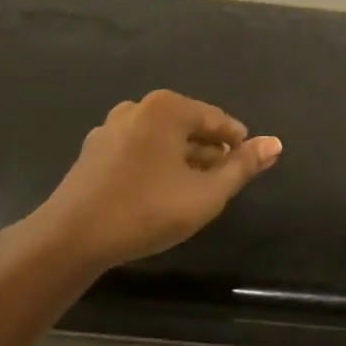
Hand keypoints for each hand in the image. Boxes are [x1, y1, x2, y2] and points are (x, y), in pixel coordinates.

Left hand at [27, 91, 280, 273]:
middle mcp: (139, 107)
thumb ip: (242, 167)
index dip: (237, 144)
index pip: (217, 120)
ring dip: (182, 160)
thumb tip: (275, 143)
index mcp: (168, 108)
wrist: (70, 239)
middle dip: (208, 152)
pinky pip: (139, 149)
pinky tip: (159, 193)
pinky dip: (156, 164)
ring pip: (163, 139)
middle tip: (222, 184)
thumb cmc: (146, 211)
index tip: (246, 168)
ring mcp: (112, 126)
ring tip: (194, 192)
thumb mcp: (206, 194)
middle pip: (189, 126)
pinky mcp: (95, 149)